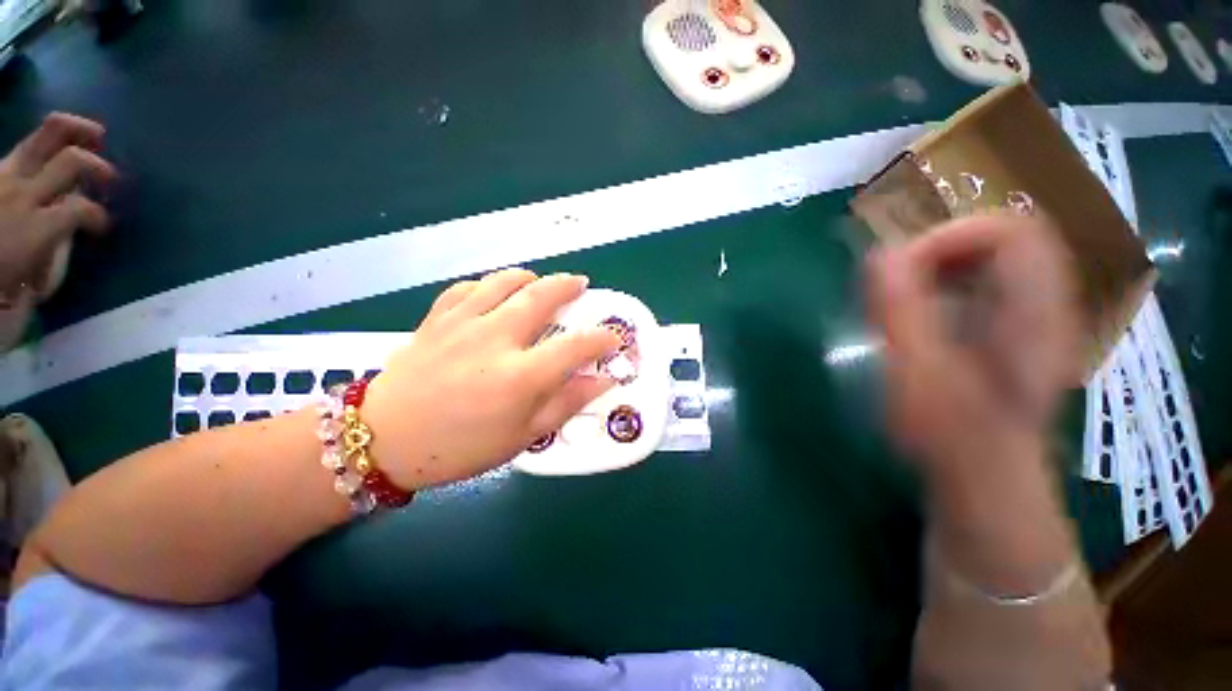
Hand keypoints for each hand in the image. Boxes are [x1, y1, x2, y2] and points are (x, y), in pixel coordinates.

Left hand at [0, 113, 114, 295]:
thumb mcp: (25, 278)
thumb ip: (49, 253)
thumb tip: (67, 233)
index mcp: (34, 226)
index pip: (82, 210)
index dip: (99, 217)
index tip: (102, 229)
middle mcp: (23, 192)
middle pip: (70, 159)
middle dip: (96, 162)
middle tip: (110, 172)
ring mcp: (5, 174)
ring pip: (45, 136)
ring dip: (76, 132)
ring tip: (94, 135)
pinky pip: (24, 146)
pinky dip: (45, 142)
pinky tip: (55, 146)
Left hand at [362, 269, 622, 489]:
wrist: (384, 440)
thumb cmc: (461, 447)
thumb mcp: (523, 436)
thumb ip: (566, 403)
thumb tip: (602, 380)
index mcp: (520, 376)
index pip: (576, 346)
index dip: (602, 338)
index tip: (613, 338)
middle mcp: (495, 340)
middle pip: (541, 296)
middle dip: (568, 286)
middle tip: (580, 284)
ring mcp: (463, 323)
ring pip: (505, 282)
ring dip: (531, 277)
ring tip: (541, 282)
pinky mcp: (437, 318)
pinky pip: (468, 287)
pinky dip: (490, 283)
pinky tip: (496, 292)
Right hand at [868, 215, 1080, 483]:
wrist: (981, 478)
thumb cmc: (949, 433)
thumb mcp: (917, 371)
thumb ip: (901, 309)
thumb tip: (881, 255)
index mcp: (1035, 310)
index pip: (1010, 229)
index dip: (949, 237)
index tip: (900, 270)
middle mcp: (1045, 304)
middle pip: (999, 239)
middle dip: (937, 253)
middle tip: (896, 287)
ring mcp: (1032, 317)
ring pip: (990, 260)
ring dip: (937, 269)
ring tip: (901, 302)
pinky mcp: (1013, 330)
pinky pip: (983, 284)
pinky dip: (943, 286)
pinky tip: (918, 317)